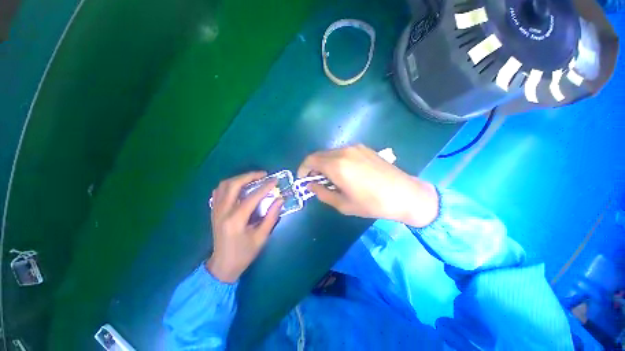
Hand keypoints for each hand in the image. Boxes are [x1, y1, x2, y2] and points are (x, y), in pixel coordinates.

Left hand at [207, 172, 283, 282]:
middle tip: (263, 174)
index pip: (252, 197)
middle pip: (233, 185)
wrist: (222, 266)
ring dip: (239, 178)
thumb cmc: (244, 253)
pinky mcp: (214, 211)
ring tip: (253, 178)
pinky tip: (239, 187)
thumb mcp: (261, 237)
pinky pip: (219, 191)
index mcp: (236, 220)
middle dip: (249, 176)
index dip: (265, 187)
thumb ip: (271, 217)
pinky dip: (230, 185)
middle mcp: (223, 212)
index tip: (275, 180)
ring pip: (224, 185)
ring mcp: (216, 210)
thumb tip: (280, 200)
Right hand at [298, 144, 437, 227]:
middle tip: (317, 181)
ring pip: (331, 153)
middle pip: (319, 155)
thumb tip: (311, 185)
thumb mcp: (343, 204)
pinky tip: (345, 172)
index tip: (304, 180)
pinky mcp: (364, 148)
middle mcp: (344, 151)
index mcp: (336, 165)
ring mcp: (355, 148)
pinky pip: (343, 152)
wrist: (405, 194)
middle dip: (313, 167)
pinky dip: (337, 160)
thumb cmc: (372, 203)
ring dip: (325, 163)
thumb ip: (322, 193)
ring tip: (332, 178)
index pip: (310, 160)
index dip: (303, 169)